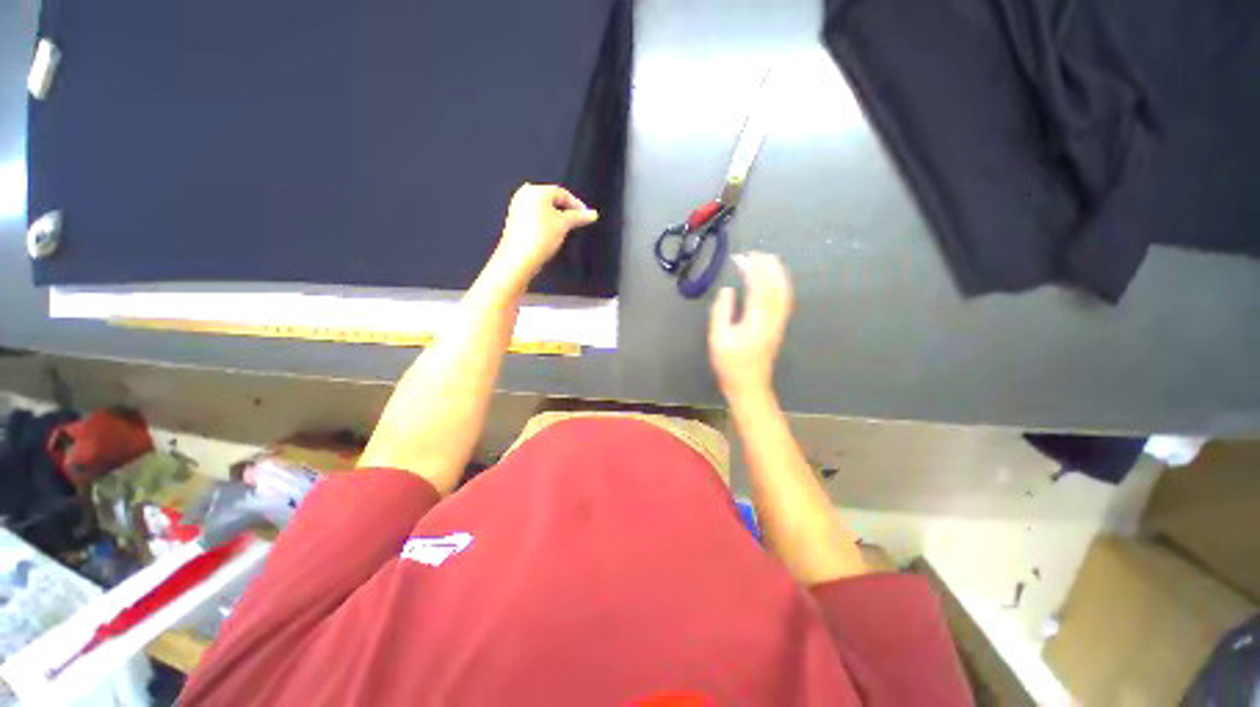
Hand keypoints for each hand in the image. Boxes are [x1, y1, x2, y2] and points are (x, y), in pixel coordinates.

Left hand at [489, 183, 598, 290]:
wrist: (519, 258)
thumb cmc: (541, 237)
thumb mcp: (564, 225)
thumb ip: (579, 217)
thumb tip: (592, 214)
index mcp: (535, 190)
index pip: (562, 193)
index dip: (577, 204)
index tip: (587, 216)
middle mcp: (524, 194)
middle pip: (552, 199)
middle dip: (566, 211)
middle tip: (578, 222)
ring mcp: (517, 207)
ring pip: (544, 209)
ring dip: (556, 217)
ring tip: (566, 229)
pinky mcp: (515, 221)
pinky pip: (536, 217)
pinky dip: (546, 222)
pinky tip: (551, 234)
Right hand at [709, 252, 793, 397]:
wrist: (749, 386)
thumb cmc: (730, 365)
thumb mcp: (718, 339)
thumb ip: (722, 312)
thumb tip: (728, 290)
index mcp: (756, 320)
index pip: (758, 287)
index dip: (752, 269)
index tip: (741, 257)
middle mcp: (772, 319)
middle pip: (776, 287)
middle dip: (768, 267)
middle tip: (756, 252)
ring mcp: (778, 324)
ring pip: (783, 293)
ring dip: (777, 274)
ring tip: (767, 260)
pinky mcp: (778, 328)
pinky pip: (784, 301)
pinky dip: (781, 286)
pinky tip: (774, 282)